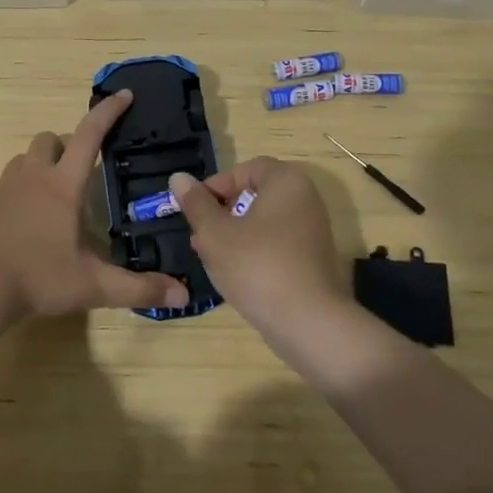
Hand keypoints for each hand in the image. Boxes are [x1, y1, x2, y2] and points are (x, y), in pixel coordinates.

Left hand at [0, 89, 189, 317]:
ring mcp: (2, 189)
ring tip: (51, 201)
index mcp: (64, 186)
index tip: (124, 95)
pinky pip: (2, 189)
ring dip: (39, 168)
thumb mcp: (94, 286)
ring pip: (23, 161)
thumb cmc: (40, 278)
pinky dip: (16, 198)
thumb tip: (183, 295)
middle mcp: (33, 177)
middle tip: (79, 174)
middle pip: (49, 139)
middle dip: (66, 146)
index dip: (108, 112)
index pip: (90, 135)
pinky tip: (21, 228)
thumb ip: (138, 288)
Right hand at [167, 158, 347, 339]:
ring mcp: (313, 230)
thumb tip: (178, 177)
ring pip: (263, 222)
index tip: (196, 210)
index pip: (245, 169)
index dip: (216, 185)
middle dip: (222, 213)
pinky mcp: (313, 259)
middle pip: (254, 196)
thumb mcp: (215, 233)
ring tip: (209, 257)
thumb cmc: (257, 266)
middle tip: (199, 236)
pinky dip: (254, 251)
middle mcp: (305, 199)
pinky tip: (234, 274)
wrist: (308, 323)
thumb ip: (196, 203)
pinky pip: (277, 244)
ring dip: (234, 234)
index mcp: (286, 181)